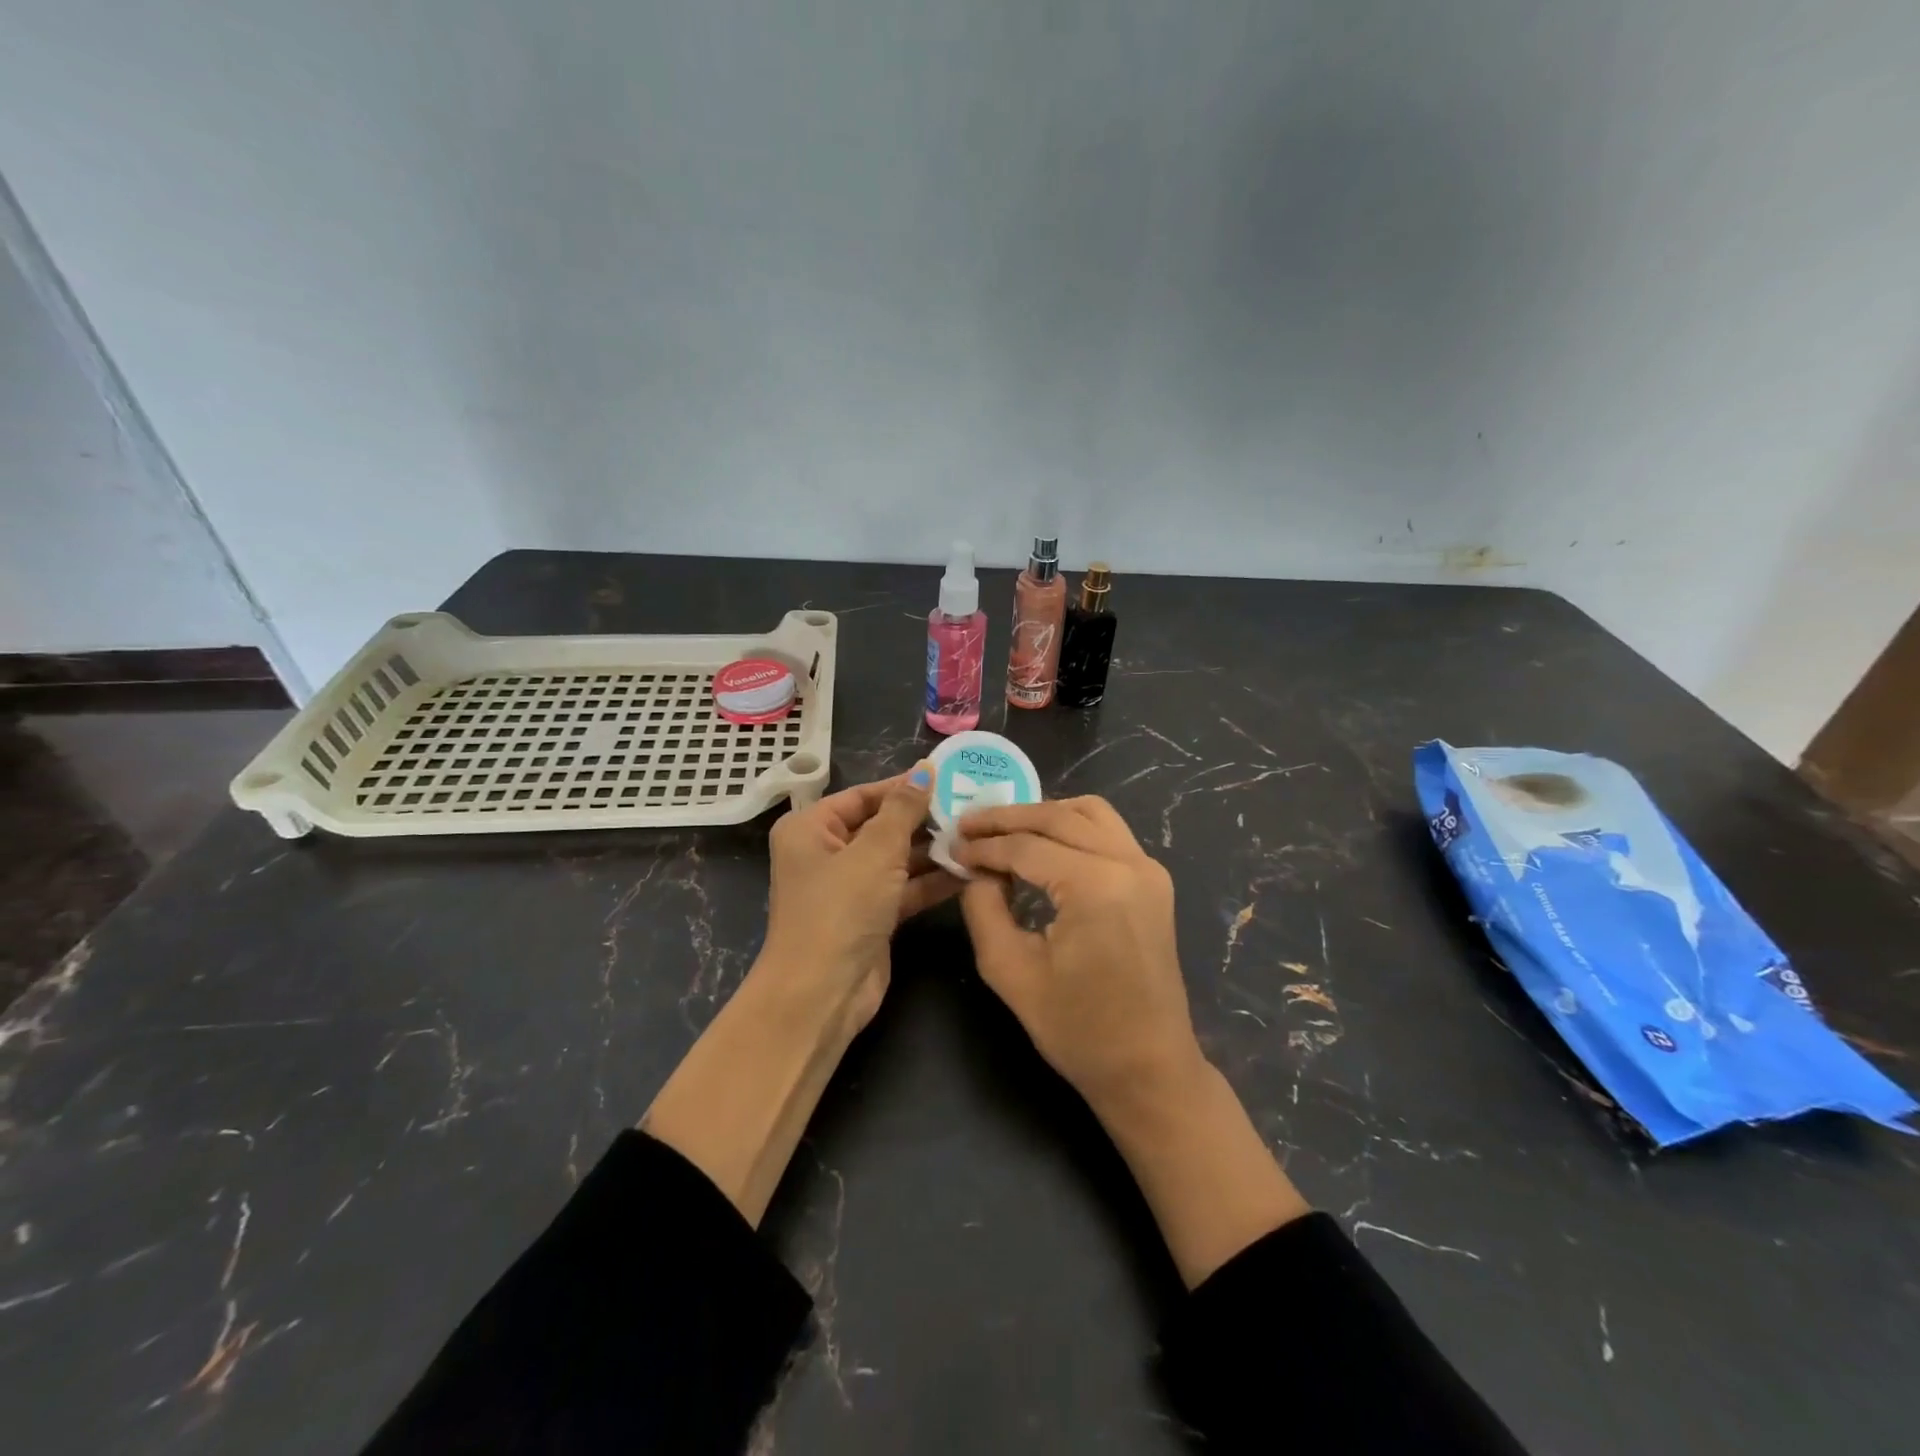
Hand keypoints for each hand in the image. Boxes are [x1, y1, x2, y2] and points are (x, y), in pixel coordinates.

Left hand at [758, 764, 958, 1033]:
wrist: (822, 993)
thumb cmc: (841, 908)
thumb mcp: (875, 850)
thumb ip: (904, 808)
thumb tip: (924, 769)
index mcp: (810, 828)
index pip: (862, 795)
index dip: (903, 786)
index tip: (947, 776)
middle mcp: (825, 853)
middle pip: (881, 826)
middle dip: (923, 819)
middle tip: (971, 806)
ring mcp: (848, 888)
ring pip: (896, 859)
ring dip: (932, 851)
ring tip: (977, 836)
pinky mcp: (870, 916)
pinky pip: (903, 888)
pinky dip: (931, 881)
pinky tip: (968, 870)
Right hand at [954, 797, 1203, 1115]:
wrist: (1148, 1068)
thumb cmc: (1077, 1029)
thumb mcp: (1010, 970)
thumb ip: (984, 907)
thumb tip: (976, 869)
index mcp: (1096, 886)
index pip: (1026, 847)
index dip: (984, 846)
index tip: (951, 847)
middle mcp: (1128, 862)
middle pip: (1058, 816)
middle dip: (1007, 818)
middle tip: (968, 825)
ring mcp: (1148, 868)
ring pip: (1089, 812)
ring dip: (1044, 813)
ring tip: (1003, 829)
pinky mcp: (1154, 880)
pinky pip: (1109, 831)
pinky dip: (1073, 826)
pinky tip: (1043, 842)